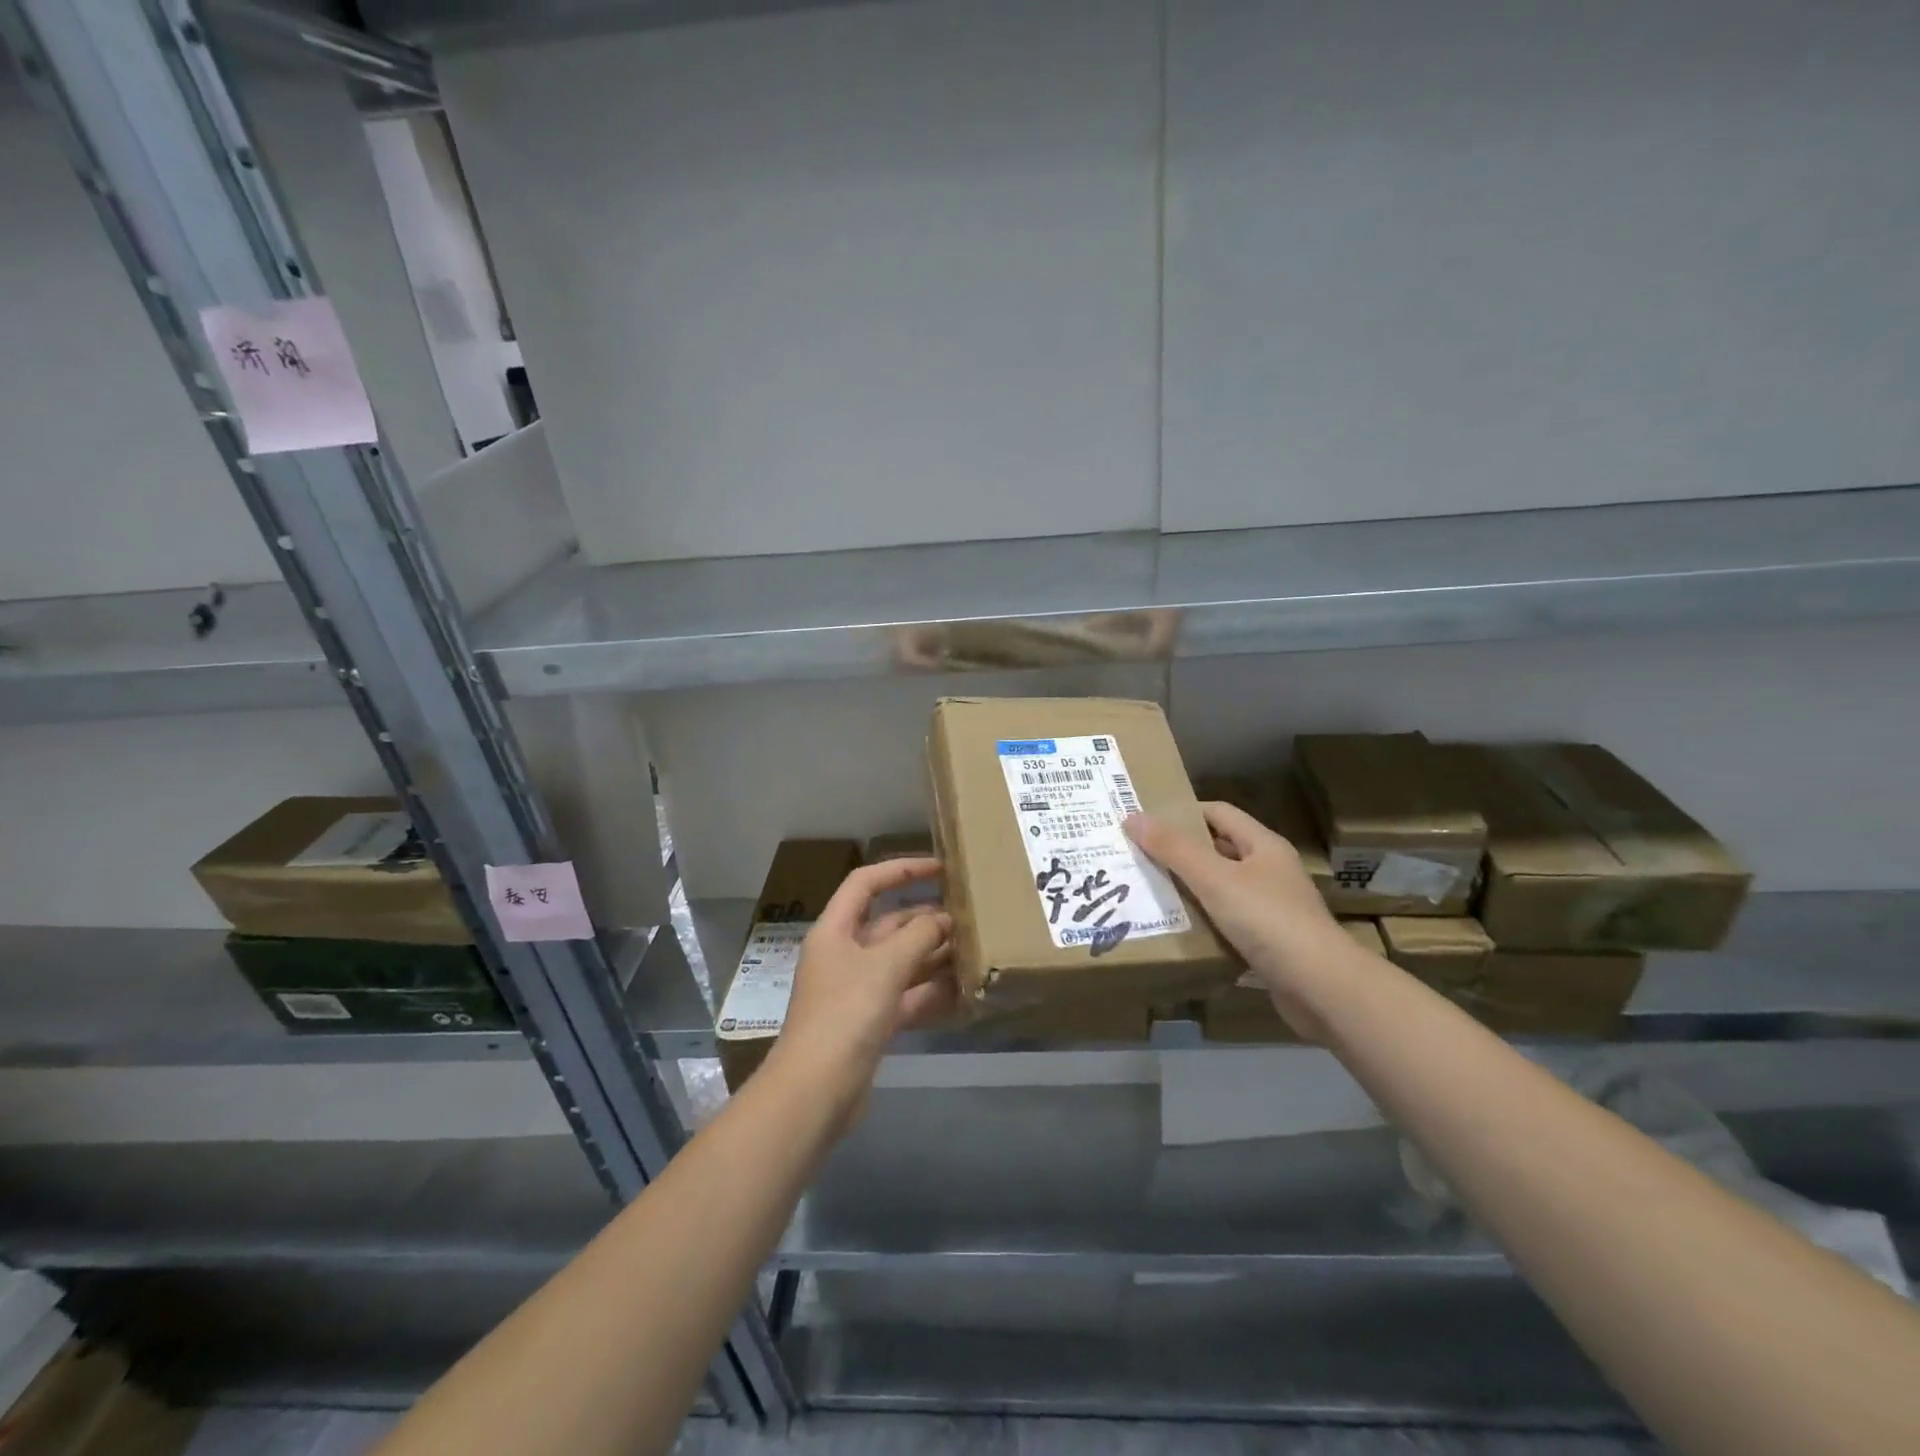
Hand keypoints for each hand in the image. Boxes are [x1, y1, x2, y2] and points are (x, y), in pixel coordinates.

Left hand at [768, 857, 954, 1111]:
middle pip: (887, 924)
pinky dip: (930, 991)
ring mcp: (856, 990)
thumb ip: (918, 936)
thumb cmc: (845, 1013)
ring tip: (973, 948)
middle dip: (925, 919)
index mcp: (835, 930)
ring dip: (932, 955)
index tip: (940, 869)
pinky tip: (962, 990)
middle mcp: (843, 955)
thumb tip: (943, 919)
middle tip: (968, 917)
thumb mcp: (885, 966)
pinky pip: (905, 996)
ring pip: (900, 961)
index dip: (901, 870)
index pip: (866, 883)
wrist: (816, 1091)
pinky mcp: (869, 1022)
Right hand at [1126, 802, 1360, 1039]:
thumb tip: (1132, 818)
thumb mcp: (1214, 879)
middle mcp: (1270, 872)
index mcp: (1263, 846)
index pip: (1218, 813)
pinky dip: (1204, 925)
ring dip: (1190, 891)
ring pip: (1222, 890)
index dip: (1183, 812)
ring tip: (1149, 893)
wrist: (1321, 988)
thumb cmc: (1268, 920)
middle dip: (1180, 853)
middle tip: (1138, 857)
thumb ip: (1173, 849)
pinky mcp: (1270, 944)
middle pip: (1219, 851)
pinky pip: (1228, 924)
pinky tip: (1178, 931)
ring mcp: (1273, 909)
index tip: (1146, 821)